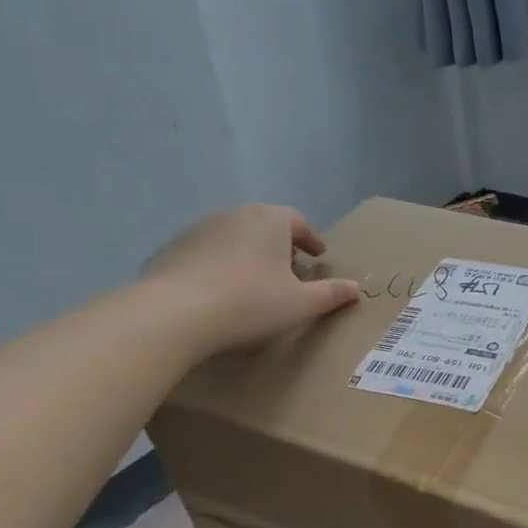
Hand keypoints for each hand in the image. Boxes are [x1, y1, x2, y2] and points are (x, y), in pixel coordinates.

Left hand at [141, 204, 360, 352]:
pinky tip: (219, 292)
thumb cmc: (251, 303)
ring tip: (253, 281)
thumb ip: (330, 294)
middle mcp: (235, 215)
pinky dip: (218, 265)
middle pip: (264, 224)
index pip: (297, 221)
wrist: (176, 313)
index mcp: (270, 220)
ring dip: (247, 253)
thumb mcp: (300, 304)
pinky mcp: (172, 248)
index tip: (317, 255)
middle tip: (288, 268)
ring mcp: (199, 229)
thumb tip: (355, 288)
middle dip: (279, 244)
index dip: (310, 238)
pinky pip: (205, 253)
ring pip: (233, 236)